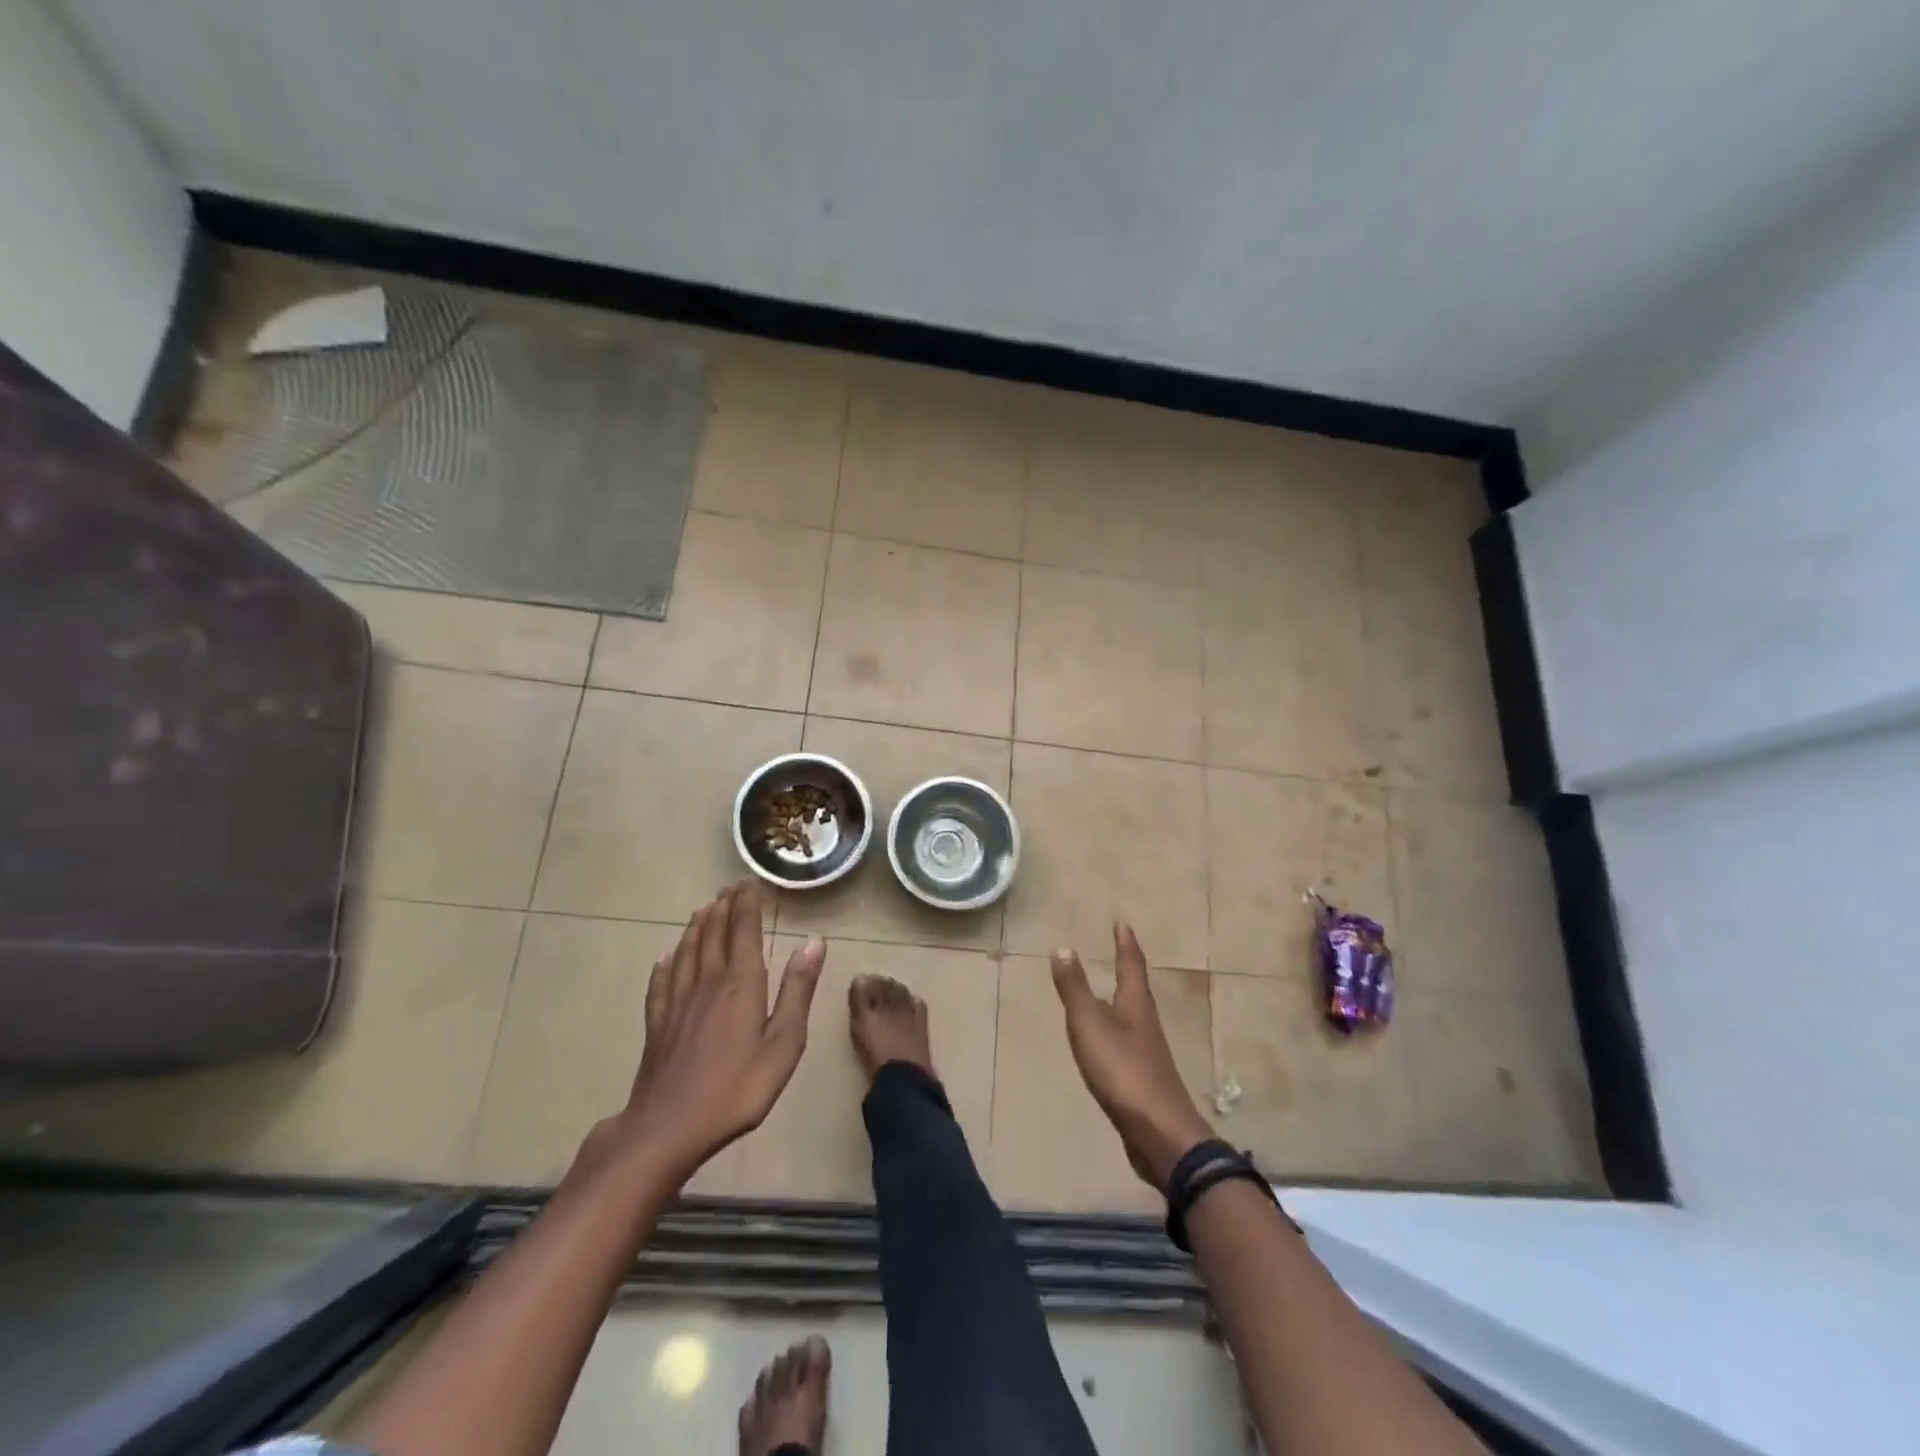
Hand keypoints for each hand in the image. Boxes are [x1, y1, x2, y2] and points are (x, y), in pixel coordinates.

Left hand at [603, 881, 825, 1180]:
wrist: (669, 1127)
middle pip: (713, 934)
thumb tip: (815, 942)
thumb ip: (798, 990)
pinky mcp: (658, 1024)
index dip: (746, 904)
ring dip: (696, 927)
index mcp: (741, 983)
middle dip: (723, 907)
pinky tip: (665, 957)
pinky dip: (665, 964)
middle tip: (728, 887)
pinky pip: (661, 983)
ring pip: (687, 952)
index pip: (744, 931)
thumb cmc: (737, 1087)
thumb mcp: (783, 1042)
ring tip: (703, 909)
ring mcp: (678, 1002)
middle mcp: (708, 982)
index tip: (748, 881)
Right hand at [1051, 924, 1213, 1191]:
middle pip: (1135, 989)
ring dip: (1120, 1000)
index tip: (1123, 924)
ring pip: (1131, 1017)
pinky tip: (1104, 1044)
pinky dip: (1114, 1031)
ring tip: (1107, 992)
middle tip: (1117, 951)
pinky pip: (1125, 1044)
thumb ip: (1075, 989)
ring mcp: (1146, 1053)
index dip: (1126, 944)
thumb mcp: (1090, 1025)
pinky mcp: (1142, 1080)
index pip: (1131, 965)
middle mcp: (1144, 1023)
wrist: (1159, 1134)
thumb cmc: (1123, 1071)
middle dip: (1126, 969)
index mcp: (1135, 1005)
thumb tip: (1064, 947)